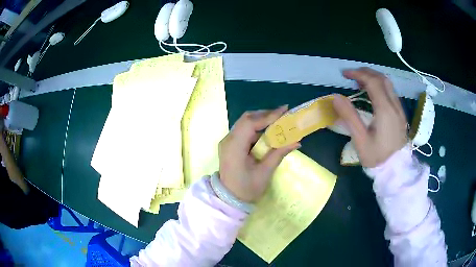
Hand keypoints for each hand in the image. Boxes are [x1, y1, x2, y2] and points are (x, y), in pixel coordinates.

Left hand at [218, 106, 300, 202]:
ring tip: (278, 121)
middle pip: (246, 119)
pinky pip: (244, 131)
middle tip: (283, 114)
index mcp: (234, 147)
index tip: (285, 110)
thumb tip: (297, 141)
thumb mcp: (264, 173)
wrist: (229, 199)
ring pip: (244, 123)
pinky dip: (256, 129)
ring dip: (261, 121)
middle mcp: (228, 140)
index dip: (268, 115)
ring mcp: (227, 142)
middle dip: (265, 115)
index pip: (250, 123)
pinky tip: (268, 132)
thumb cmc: (246, 189)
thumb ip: (279, 153)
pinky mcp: (230, 145)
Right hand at [333, 67, 407, 167]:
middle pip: (382, 78)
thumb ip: (349, 116)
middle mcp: (394, 105)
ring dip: (374, 78)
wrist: (395, 170)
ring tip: (360, 82)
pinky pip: (391, 92)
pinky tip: (373, 93)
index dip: (358, 73)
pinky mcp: (400, 114)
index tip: (344, 74)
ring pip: (388, 84)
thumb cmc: (377, 157)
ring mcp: (399, 109)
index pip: (372, 82)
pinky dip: (380, 86)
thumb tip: (336, 97)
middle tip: (351, 76)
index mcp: (385, 110)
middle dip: (366, 72)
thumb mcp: (360, 139)